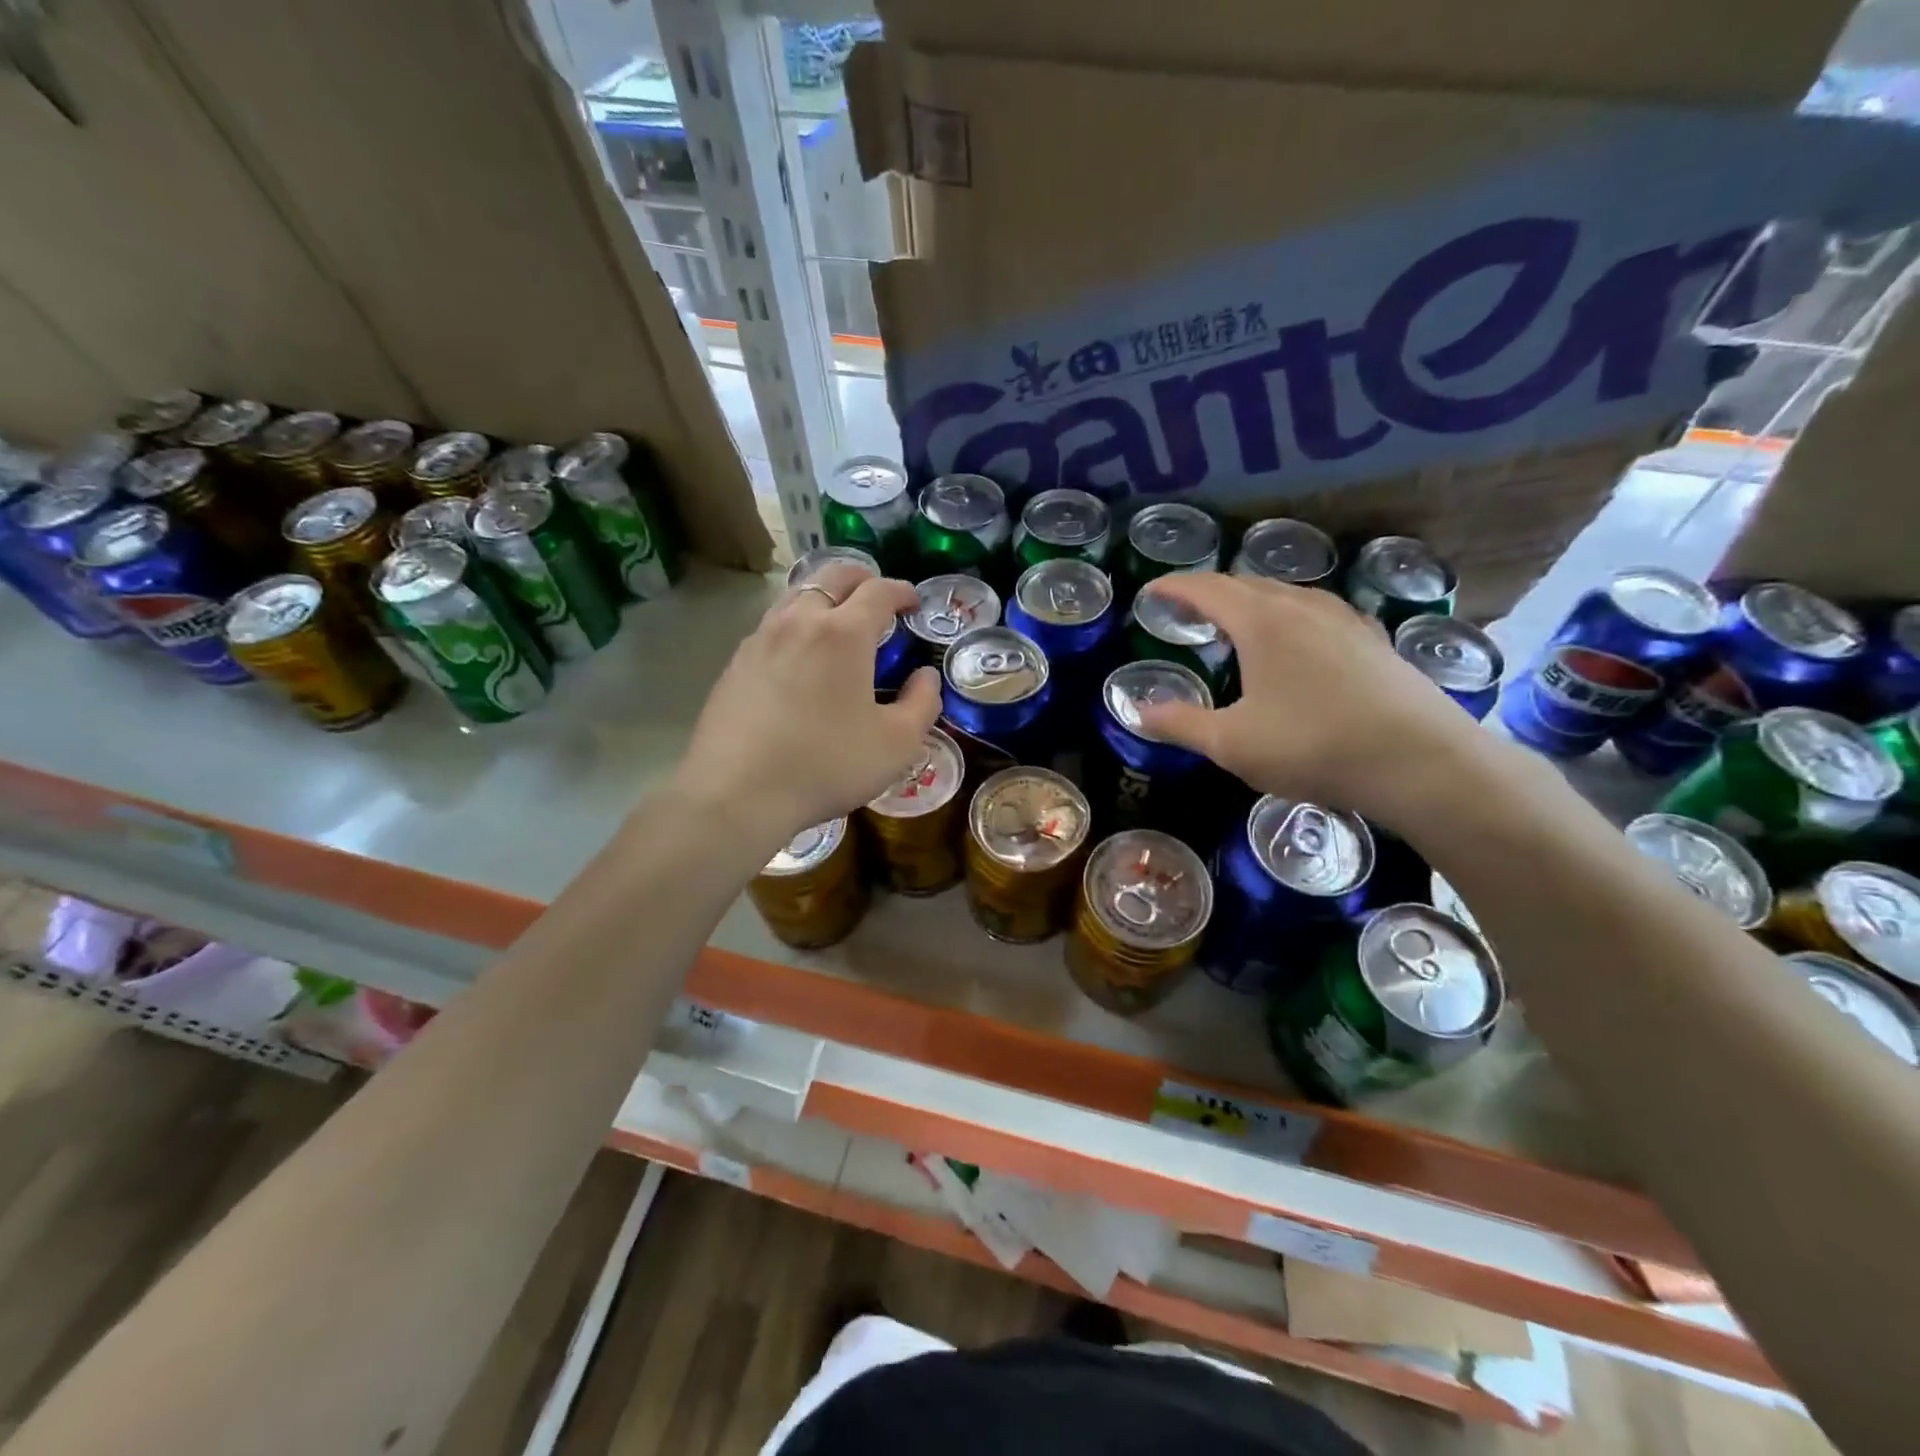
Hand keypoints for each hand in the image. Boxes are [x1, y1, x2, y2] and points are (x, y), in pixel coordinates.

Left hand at [669, 562, 942, 853]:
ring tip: (837, 621)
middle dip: (861, 578)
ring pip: (796, 596)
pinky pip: (772, 626)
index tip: (913, 602)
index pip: (878, 591)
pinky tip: (799, 657)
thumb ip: (922, 703)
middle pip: (831, 576)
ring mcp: (760, 639)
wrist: (736, 794)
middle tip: (877, 597)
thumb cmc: (827, 765)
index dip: (901, 590)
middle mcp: (799, 621)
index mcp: (843, 633)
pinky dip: (796, 624)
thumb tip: (925, 677)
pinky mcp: (734, 664)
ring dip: (824, 596)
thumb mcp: (896, 744)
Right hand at [1132, 573, 1493, 825]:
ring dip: (1251, 599)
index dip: (1174, 587)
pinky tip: (1296, 639)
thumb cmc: (1314, 746)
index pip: (1206, 589)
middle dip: (1210, 591)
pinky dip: (1288, 614)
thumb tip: (1136, 710)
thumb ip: (1180, 723)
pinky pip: (1316, 611)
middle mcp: (1302, 606)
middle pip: (1246, 583)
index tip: (1150, 591)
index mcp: (1261, 621)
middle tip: (1187, 607)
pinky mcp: (1372, 639)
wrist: (1421, 761)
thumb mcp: (1232, 743)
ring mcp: (1344, 619)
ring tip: (1235, 619)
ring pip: (1285, 594)